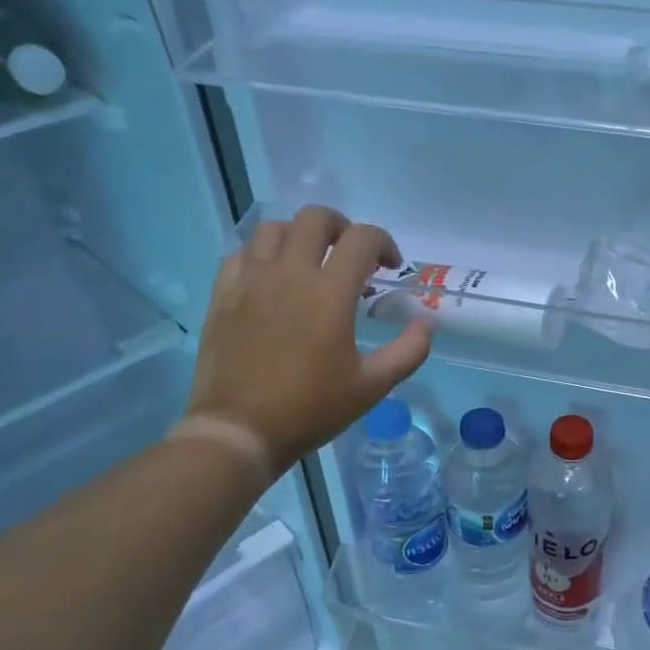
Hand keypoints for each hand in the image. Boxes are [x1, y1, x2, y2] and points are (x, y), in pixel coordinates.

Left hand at [184, 206, 431, 475]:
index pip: (362, 238)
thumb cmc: (311, 409)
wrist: (239, 431)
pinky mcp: (223, 295)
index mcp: (330, 292)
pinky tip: (272, 280)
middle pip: (315, 219)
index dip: (384, 244)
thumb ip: (409, 351)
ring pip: (274, 229)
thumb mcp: (372, 387)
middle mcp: (289, 273)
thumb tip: (426, 324)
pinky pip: (241, 255)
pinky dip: (263, 256)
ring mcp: (250, 281)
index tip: (391, 268)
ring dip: (300, 237)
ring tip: (310, 263)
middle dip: (342, 228)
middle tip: (351, 257)